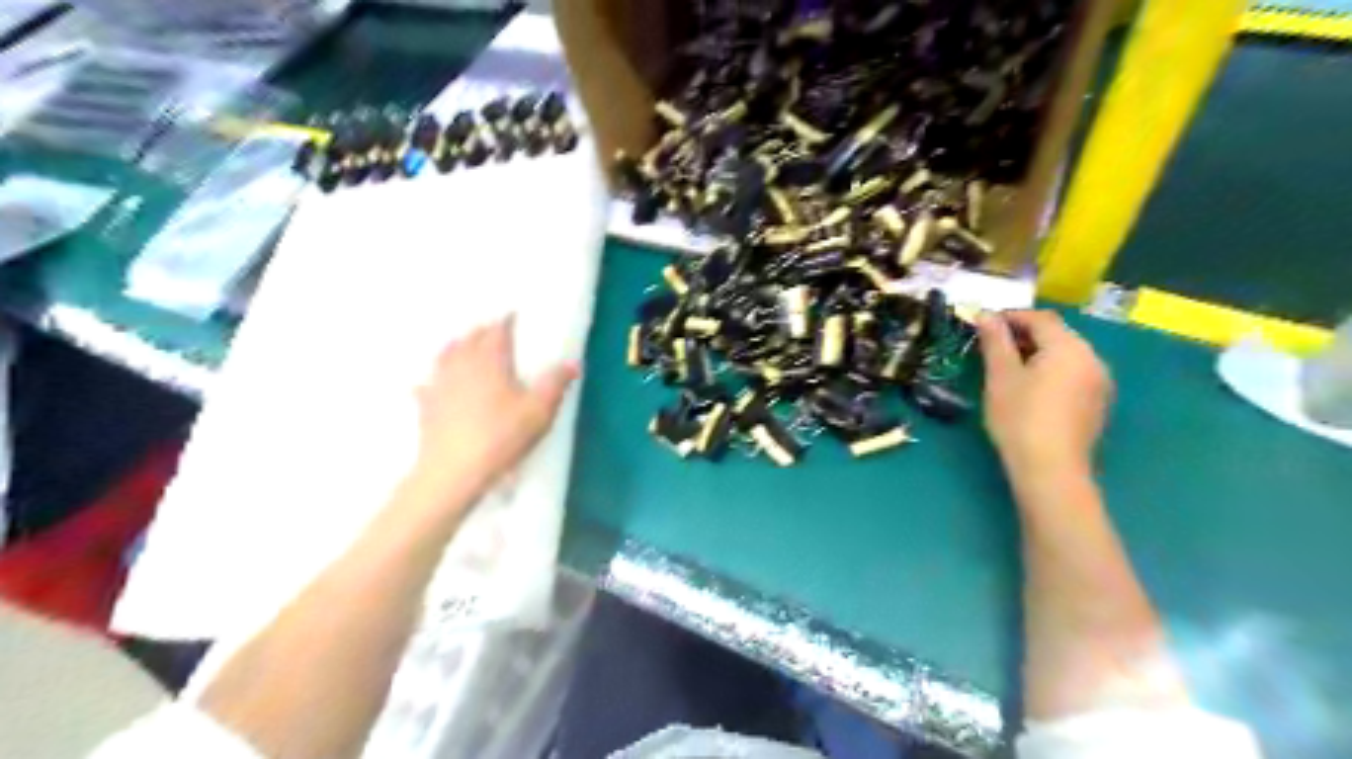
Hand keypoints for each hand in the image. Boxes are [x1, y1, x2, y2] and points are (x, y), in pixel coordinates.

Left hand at [411, 318, 581, 506]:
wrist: (454, 471)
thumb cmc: (501, 436)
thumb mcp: (539, 411)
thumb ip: (555, 383)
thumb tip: (573, 363)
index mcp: (490, 360)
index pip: (498, 331)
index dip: (507, 321)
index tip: (515, 316)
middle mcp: (461, 364)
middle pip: (470, 338)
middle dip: (483, 332)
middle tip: (495, 331)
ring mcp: (440, 384)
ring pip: (446, 355)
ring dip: (457, 347)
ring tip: (464, 347)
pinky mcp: (426, 406)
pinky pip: (427, 385)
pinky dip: (433, 379)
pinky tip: (431, 384)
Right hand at [977, 311, 1112, 482]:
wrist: (1051, 469)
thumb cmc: (1020, 418)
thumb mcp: (1000, 376)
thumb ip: (995, 341)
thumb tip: (986, 315)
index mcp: (1068, 346)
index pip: (1039, 318)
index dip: (1010, 316)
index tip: (983, 324)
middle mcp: (1092, 358)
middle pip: (1057, 335)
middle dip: (1024, 335)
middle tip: (991, 346)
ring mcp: (1099, 382)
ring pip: (1065, 355)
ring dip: (1038, 353)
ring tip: (1007, 367)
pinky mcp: (1097, 403)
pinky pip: (1072, 374)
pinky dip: (1051, 371)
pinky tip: (1030, 389)